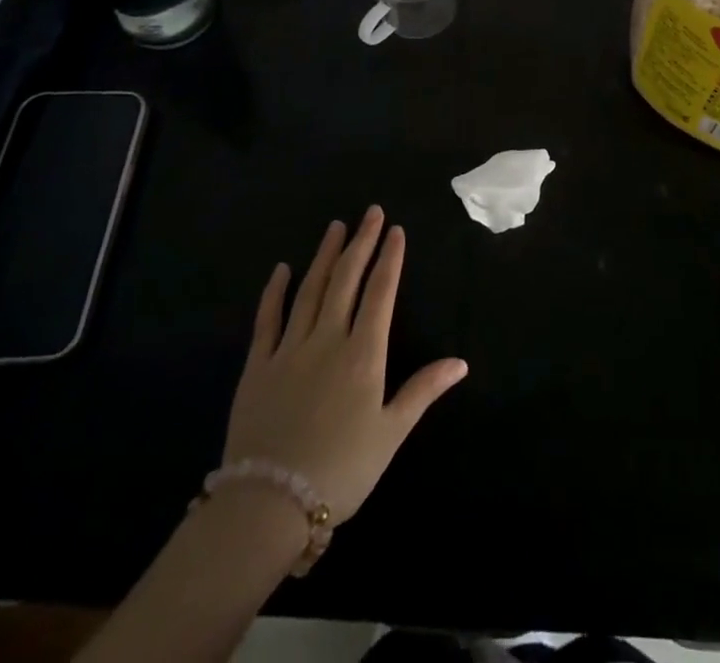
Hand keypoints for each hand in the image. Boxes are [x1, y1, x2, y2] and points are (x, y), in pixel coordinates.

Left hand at [223, 207, 466, 523]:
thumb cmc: (341, 470)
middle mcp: (328, 339)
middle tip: (370, 213)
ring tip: (335, 227)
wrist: (268, 505)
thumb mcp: (390, 434)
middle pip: (347, 280)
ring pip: (311, 290)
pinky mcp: (258, 366)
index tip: (396, 230)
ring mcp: (290, 349)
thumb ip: (423, 391)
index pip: (380, 293)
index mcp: (363, 354)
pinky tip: (282, 269)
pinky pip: (268, 319)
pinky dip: (275, 292)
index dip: (390, 259)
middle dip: (361, 243)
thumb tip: (461, 362)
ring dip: (325, 256)